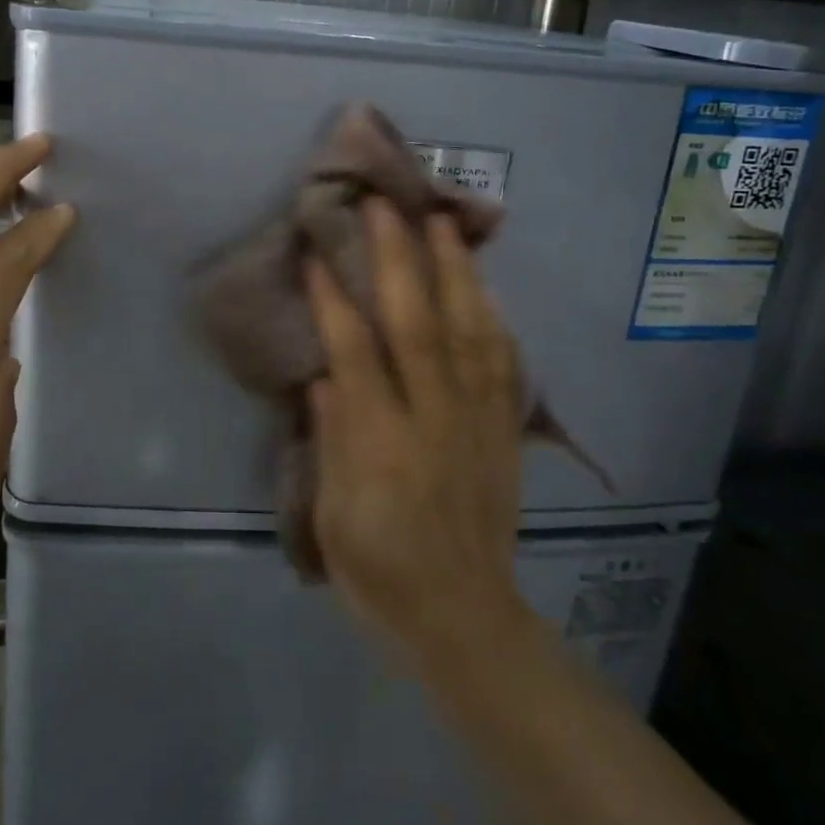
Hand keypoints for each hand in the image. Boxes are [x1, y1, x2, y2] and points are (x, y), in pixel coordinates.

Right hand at [306, 198, 526, 661]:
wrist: (464, 618)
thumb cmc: (380, 573)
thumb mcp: (335, 518)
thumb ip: (332, 440)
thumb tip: (325, 376)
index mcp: (383, 444)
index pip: (356, 353)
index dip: (335, 299)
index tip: (320, 252)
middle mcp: (435, 419)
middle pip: (418, 324)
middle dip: (400, 259)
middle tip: (387, 206)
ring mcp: (478, 421)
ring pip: (470, 331)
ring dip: (455, 272)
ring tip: (443, 222)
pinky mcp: (504, 431)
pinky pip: (504, 364)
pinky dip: (493, 319)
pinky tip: (485, 287)